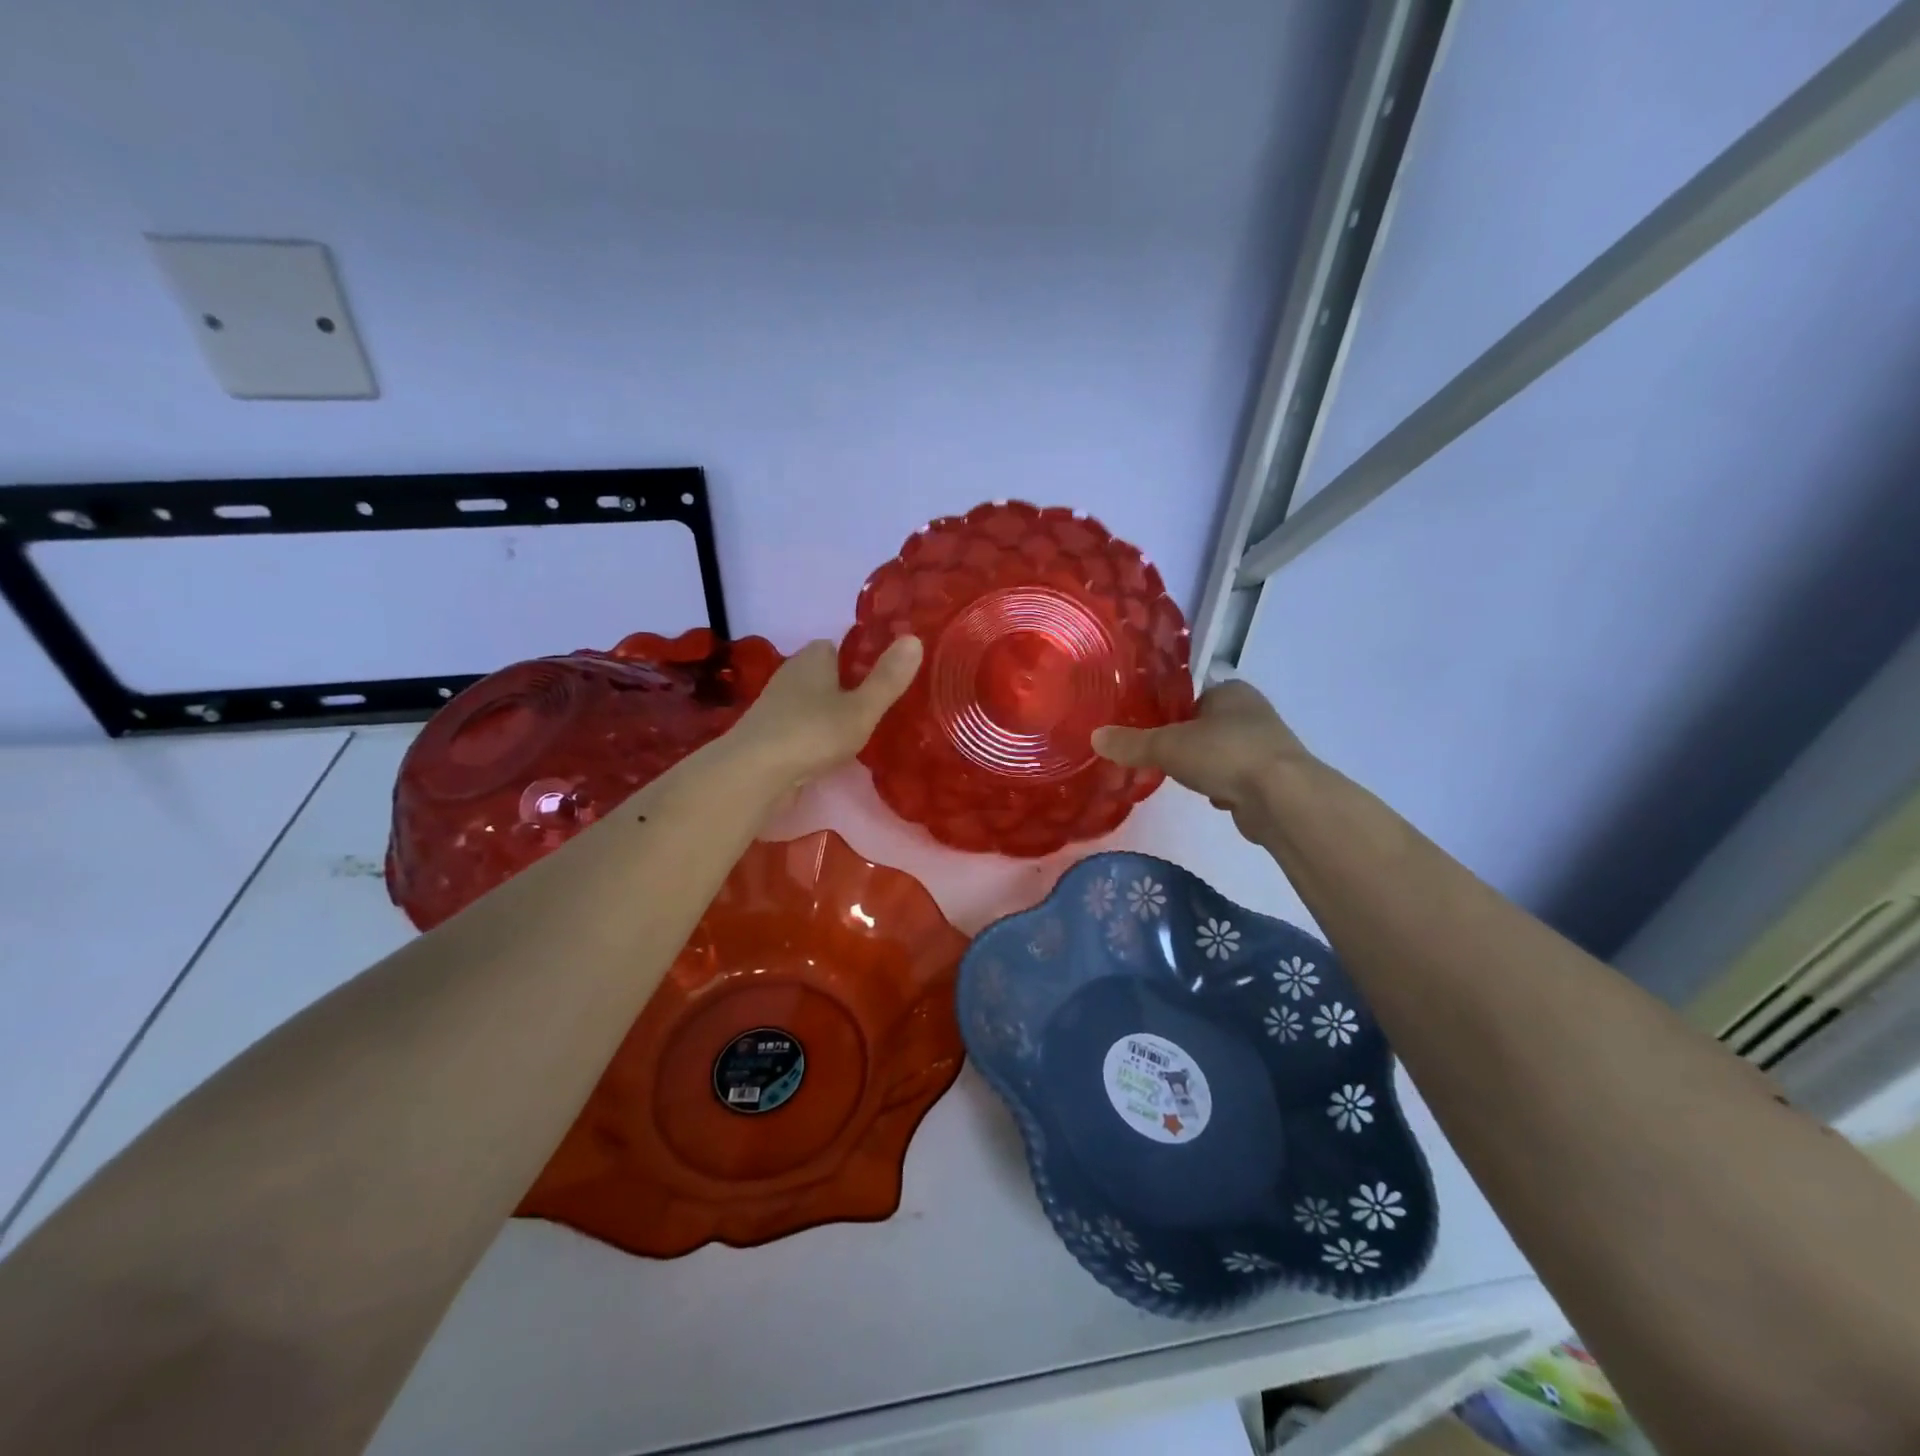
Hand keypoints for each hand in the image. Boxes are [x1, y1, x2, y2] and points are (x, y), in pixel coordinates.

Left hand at [722, 636, 922, 801]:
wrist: (754, 773)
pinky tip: (830, 752)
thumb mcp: (862, 708)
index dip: (859, 659)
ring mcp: (776, 705)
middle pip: (824, 674)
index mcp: (813, 658)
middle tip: (877, 706)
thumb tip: (915, 639)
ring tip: (859, 731)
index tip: (882, 676)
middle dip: (845, 687)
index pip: (837, 646)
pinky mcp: (768, 734)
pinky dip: (814, 735)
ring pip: (810, 701)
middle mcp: (791, 674)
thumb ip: (888, 679)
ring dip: (828, 713)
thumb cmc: (813, 733)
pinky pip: (800, 726)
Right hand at [1091, 679, 1307, 835]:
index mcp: (1232, 691)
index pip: (1193, 696)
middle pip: (1207, 725)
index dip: (1170, 712)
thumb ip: (1131, 743)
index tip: (1150, 730)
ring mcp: (1267, 747)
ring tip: (1181, 779)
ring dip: (1205, 767)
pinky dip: (1223, 788)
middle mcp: (1253, 712)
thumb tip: (1094, 737)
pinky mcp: (1273, 779)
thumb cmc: (1224, 754)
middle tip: (1159, 757)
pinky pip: (1237, 779)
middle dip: (1186, 743)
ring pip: (1222, 753)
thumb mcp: (1167, 746)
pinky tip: (1212, 799)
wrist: (1281, 798)